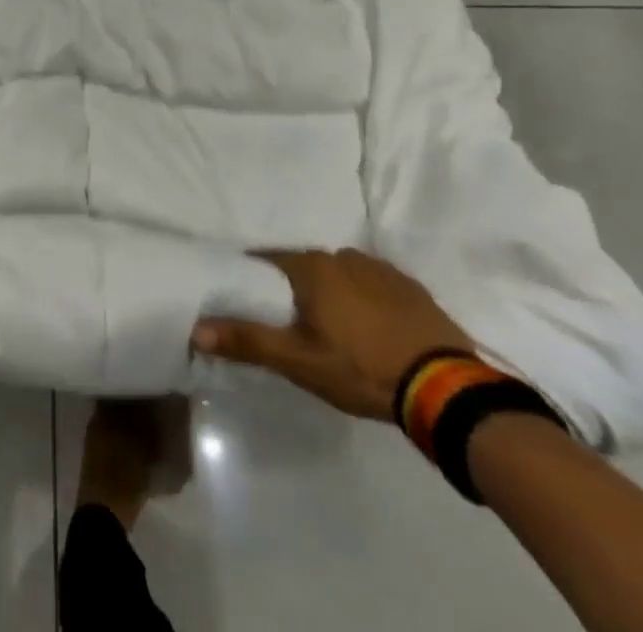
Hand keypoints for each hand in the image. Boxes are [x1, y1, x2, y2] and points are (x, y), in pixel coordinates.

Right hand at [192, 248, 472, 420]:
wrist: (446, 389)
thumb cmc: (361, 368)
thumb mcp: (298, 361)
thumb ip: (247, 340)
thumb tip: (195, 328)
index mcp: (311, 266)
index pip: (267, 261)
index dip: (255, 280)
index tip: (249, 301)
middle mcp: (342, 255)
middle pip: (304, 268)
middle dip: (294, 290)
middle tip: (291, 324)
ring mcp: (379, 268)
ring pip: (339, 275)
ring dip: (331, 294)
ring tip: (333, 330)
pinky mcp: (410, 287)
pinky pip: (373, 286)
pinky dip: (364, 301)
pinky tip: (371, 330)